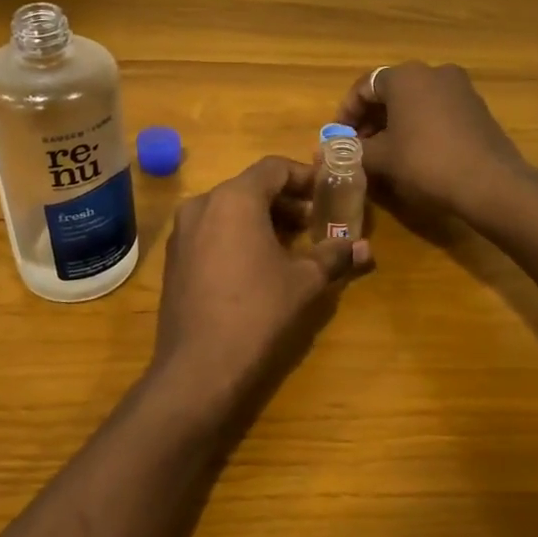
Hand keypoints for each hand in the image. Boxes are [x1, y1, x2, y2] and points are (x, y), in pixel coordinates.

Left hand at [150, 157, 369, 400]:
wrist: (199, 368)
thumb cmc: (259, 313)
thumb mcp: (306, 282)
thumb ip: (334, 255)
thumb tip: (363, 247)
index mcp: (234, 198)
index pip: (273, 168)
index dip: (304, 176)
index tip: (327, 192)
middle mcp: (202, 205)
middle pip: (250, 188)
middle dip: (285, 201)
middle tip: (315, 222)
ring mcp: (182, 234)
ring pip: (228, 211)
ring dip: (262, 220)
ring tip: (292, 246)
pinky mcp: (174, 261)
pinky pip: (211, 233)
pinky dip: (238, 237)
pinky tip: (259, 266)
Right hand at [335, 62, 526, 219]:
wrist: (490, 182)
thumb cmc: (426, 162)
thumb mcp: (382, 159)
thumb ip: (353, 152)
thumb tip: (330, 153)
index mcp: (406, 76)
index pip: (364, 87)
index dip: (346, 114)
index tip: (338, 139)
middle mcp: (433, 72)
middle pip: (391, 92)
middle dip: (370, 120)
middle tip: (359, 148)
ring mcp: (460, 88)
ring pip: (415, 102)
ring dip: (394, 124)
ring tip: (384, 154)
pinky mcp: (477, 108)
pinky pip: (437, 111)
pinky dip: (419, 126)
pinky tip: (415, 154)